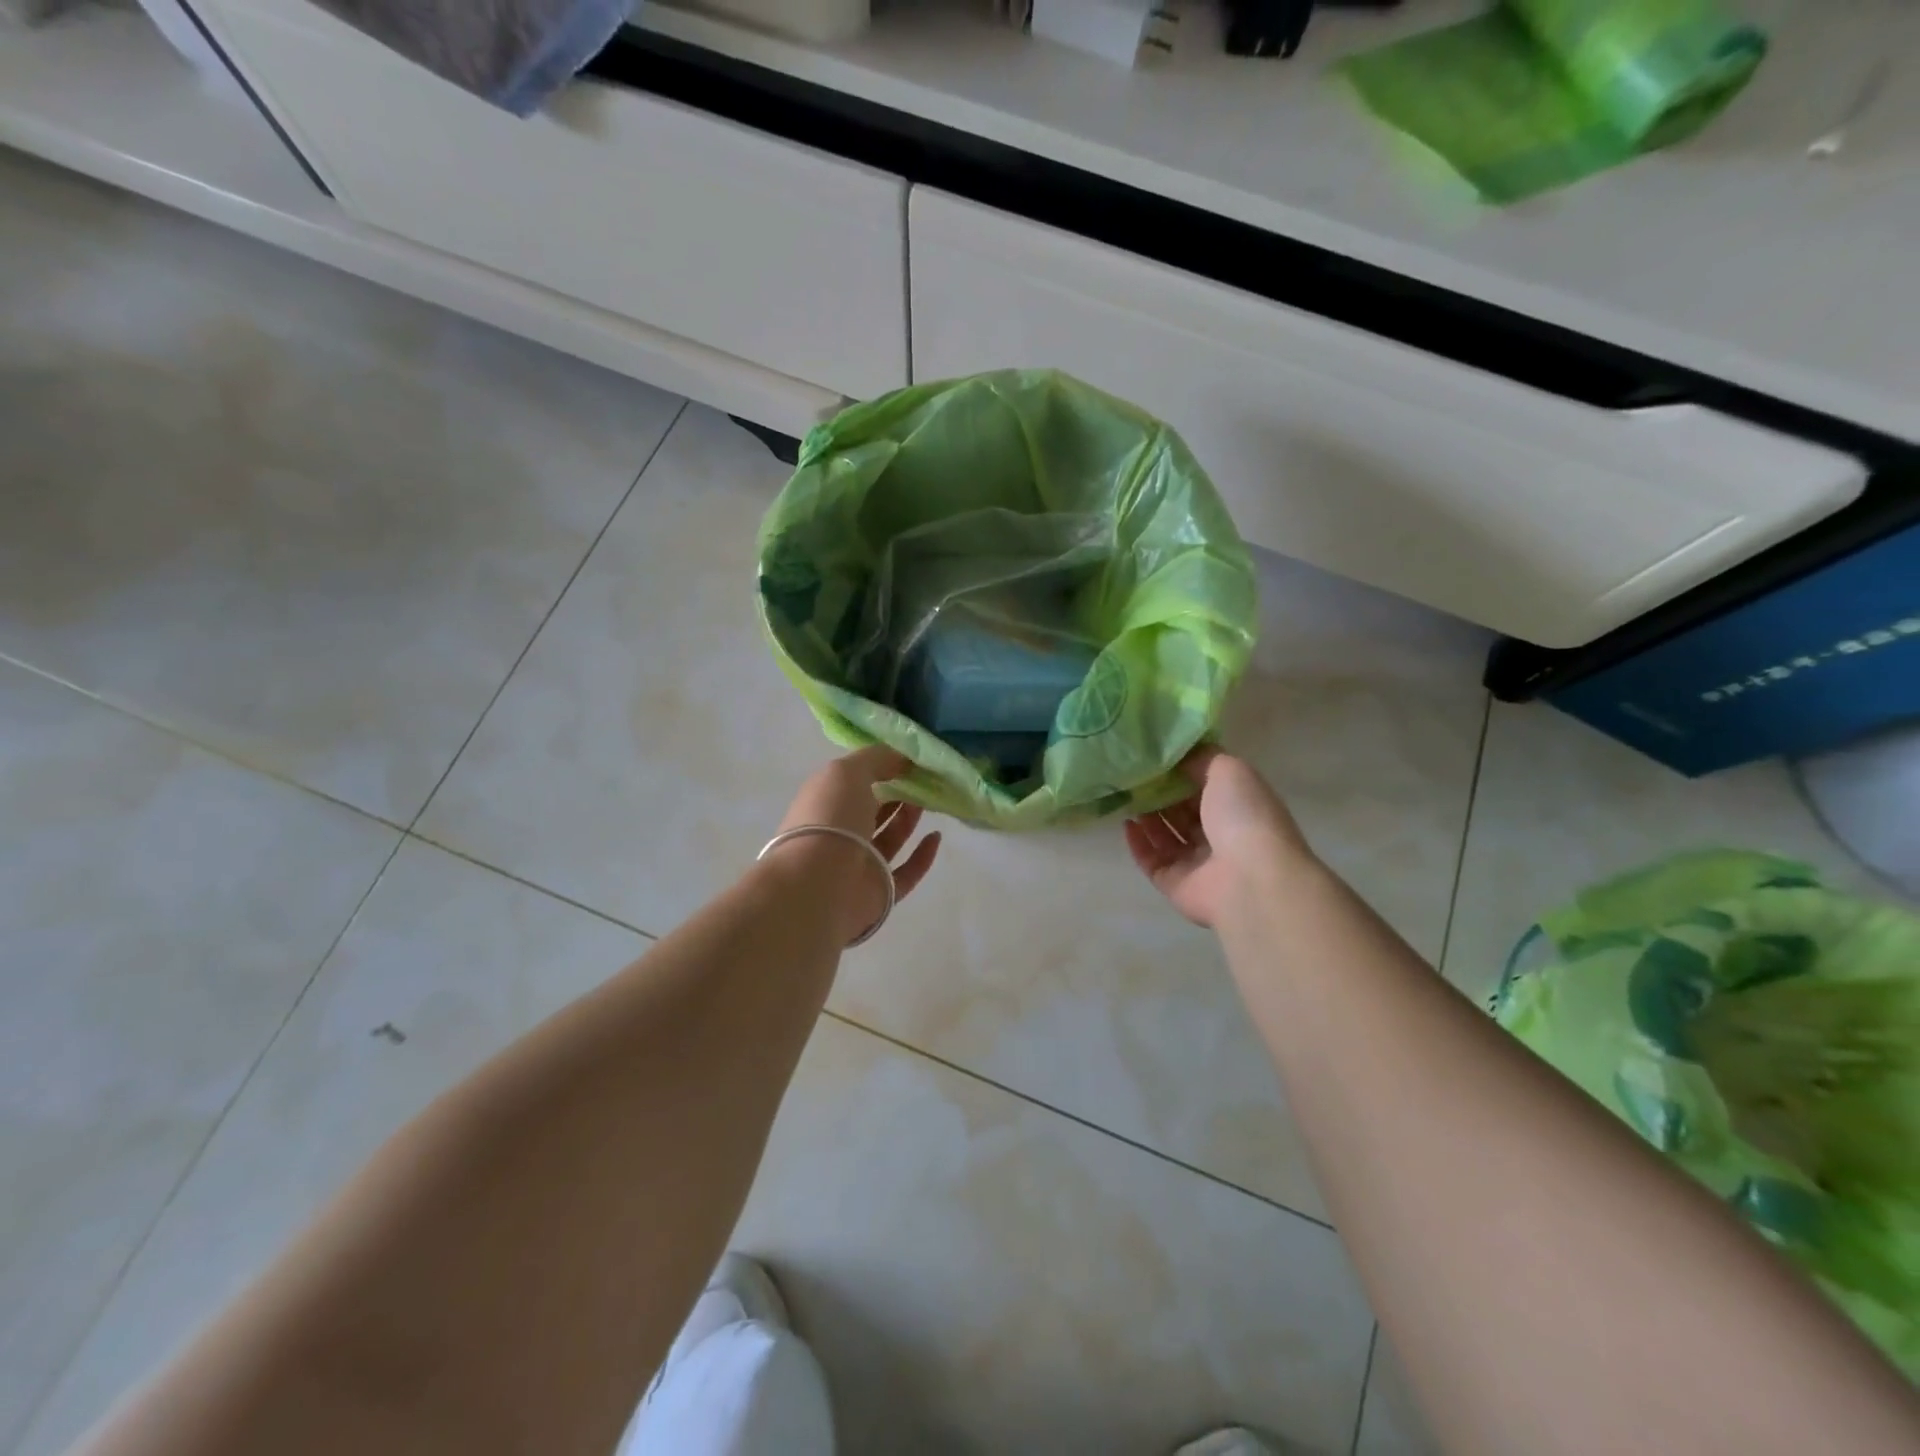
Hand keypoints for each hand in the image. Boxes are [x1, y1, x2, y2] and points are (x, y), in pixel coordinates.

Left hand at [769, 746, 941, 944]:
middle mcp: (839, 834)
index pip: (852, 783)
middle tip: (924, 779)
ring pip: (889, 839)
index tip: (908, 760)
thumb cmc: (829, 819)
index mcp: (825, 804)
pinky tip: (936, 836)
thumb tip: (903, 757)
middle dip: (896, 793)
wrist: (820, 884)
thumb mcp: (848, 772)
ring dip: (909, 819)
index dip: (879, 769)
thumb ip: (877, 759)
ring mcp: (859, 865)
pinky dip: (923, 856)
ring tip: (930, 800)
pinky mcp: (879, 892)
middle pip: (872, 810)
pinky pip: (906, 873)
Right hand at [1125, 746, 1312, 928]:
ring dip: (1148, 819)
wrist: (1249, 879)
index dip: (1183, 775)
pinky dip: (1139, 844)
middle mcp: (1221, 837)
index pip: (1207, 789)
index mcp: (1238, 809)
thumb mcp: (1228, 770)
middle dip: (1161, 796)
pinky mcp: (1176, 885)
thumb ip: (1202, 758)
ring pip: (1167, 838)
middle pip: (1184, 814)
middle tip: (1134, 777)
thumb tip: (1178, 756)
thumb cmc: (1242, 816)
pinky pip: (1152, 862)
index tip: (1156, 759)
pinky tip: (1127, 824)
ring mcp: (1198, 864)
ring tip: (1126, 797)